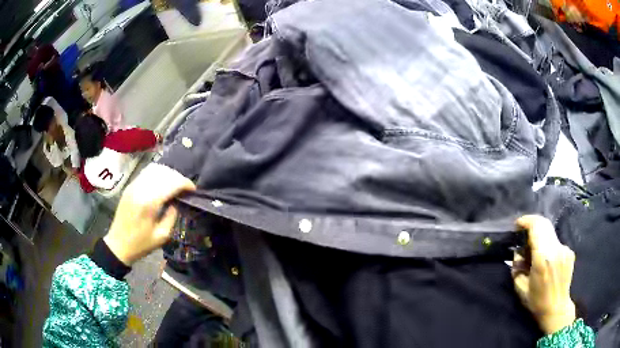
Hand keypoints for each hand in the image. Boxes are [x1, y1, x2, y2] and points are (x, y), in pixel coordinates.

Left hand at [103, 163, 194, 265]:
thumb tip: (176, 202)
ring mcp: (134, 185)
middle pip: (164, 172)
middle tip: (185, 188)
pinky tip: (163, 183)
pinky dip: (158, 173)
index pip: (171, 183)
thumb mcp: (162, 236)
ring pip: (155, 169)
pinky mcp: (130, 185)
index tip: (193, 190)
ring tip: (175, 184)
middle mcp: (141, 189)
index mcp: (149, 203)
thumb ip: (172, 216)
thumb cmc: (141, 244)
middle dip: (178, 178)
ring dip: (168, 174)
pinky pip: (147, 172)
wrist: (118, 244)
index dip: (185, 184)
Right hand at [513, 215, 576, 334]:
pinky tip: (547, 260)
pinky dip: (549, 246)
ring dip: (541, 236)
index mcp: (542, 258)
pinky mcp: (570, 252)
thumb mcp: (521, 287)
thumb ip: (517, 267)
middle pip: (544, 224)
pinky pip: (557, 242)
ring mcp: (565, 249)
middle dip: (533, 223)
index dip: (526, 221)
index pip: (536, 227)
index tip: (517, 225)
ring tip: (535, 250)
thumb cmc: (536, 302)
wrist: (557, 309)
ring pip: (550, 233)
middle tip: (524, 232)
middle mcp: (556, 249)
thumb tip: (517, 253)